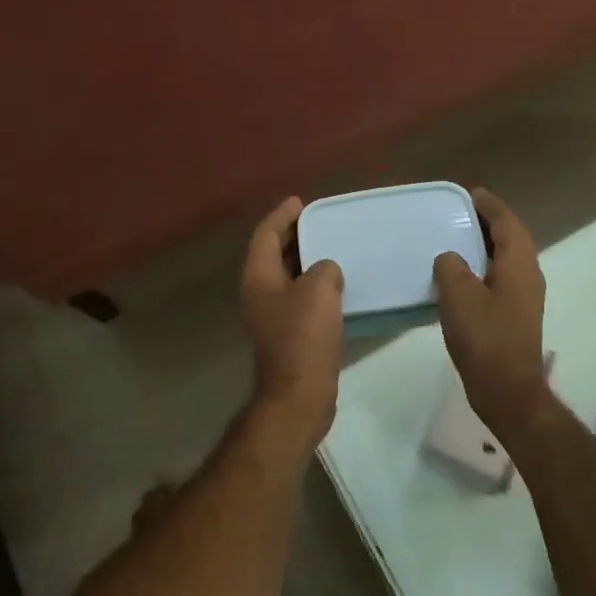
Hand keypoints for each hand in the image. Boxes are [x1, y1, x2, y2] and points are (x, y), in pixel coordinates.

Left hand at [240, 197, 344, 451]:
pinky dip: (314, 284)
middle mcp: (258, 292)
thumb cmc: (304, 337)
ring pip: (287, 276)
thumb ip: (324, 268)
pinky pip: (299, 297)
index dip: (282, 215)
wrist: (299, 394)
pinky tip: (337, 285)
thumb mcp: (319, 289)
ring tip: (332, 247)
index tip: (301, 201)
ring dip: (306, 260)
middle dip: (294, 235)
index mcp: (258, 276)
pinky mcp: (287, 333)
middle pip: (273, 253)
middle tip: (321, 221)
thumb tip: (326, 272)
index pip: (266, 234)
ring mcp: (271, 315)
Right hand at [432, 188, 551, 437]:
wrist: (508, 391)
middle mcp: (528, 274)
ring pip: (506, 259)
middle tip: (459, 212)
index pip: (507, 222)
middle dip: (488, 222)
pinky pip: (500, 277)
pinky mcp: (516, 315)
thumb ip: (451, 267)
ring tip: (456, 239)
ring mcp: (525, 297)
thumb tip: (450, 259)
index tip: (470, 193)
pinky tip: (460, 277)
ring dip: (485, 246)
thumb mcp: (458, 296)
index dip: (489, 205)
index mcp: (519, 263)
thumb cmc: (485, 339)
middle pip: (511, 237)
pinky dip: (483, 267)